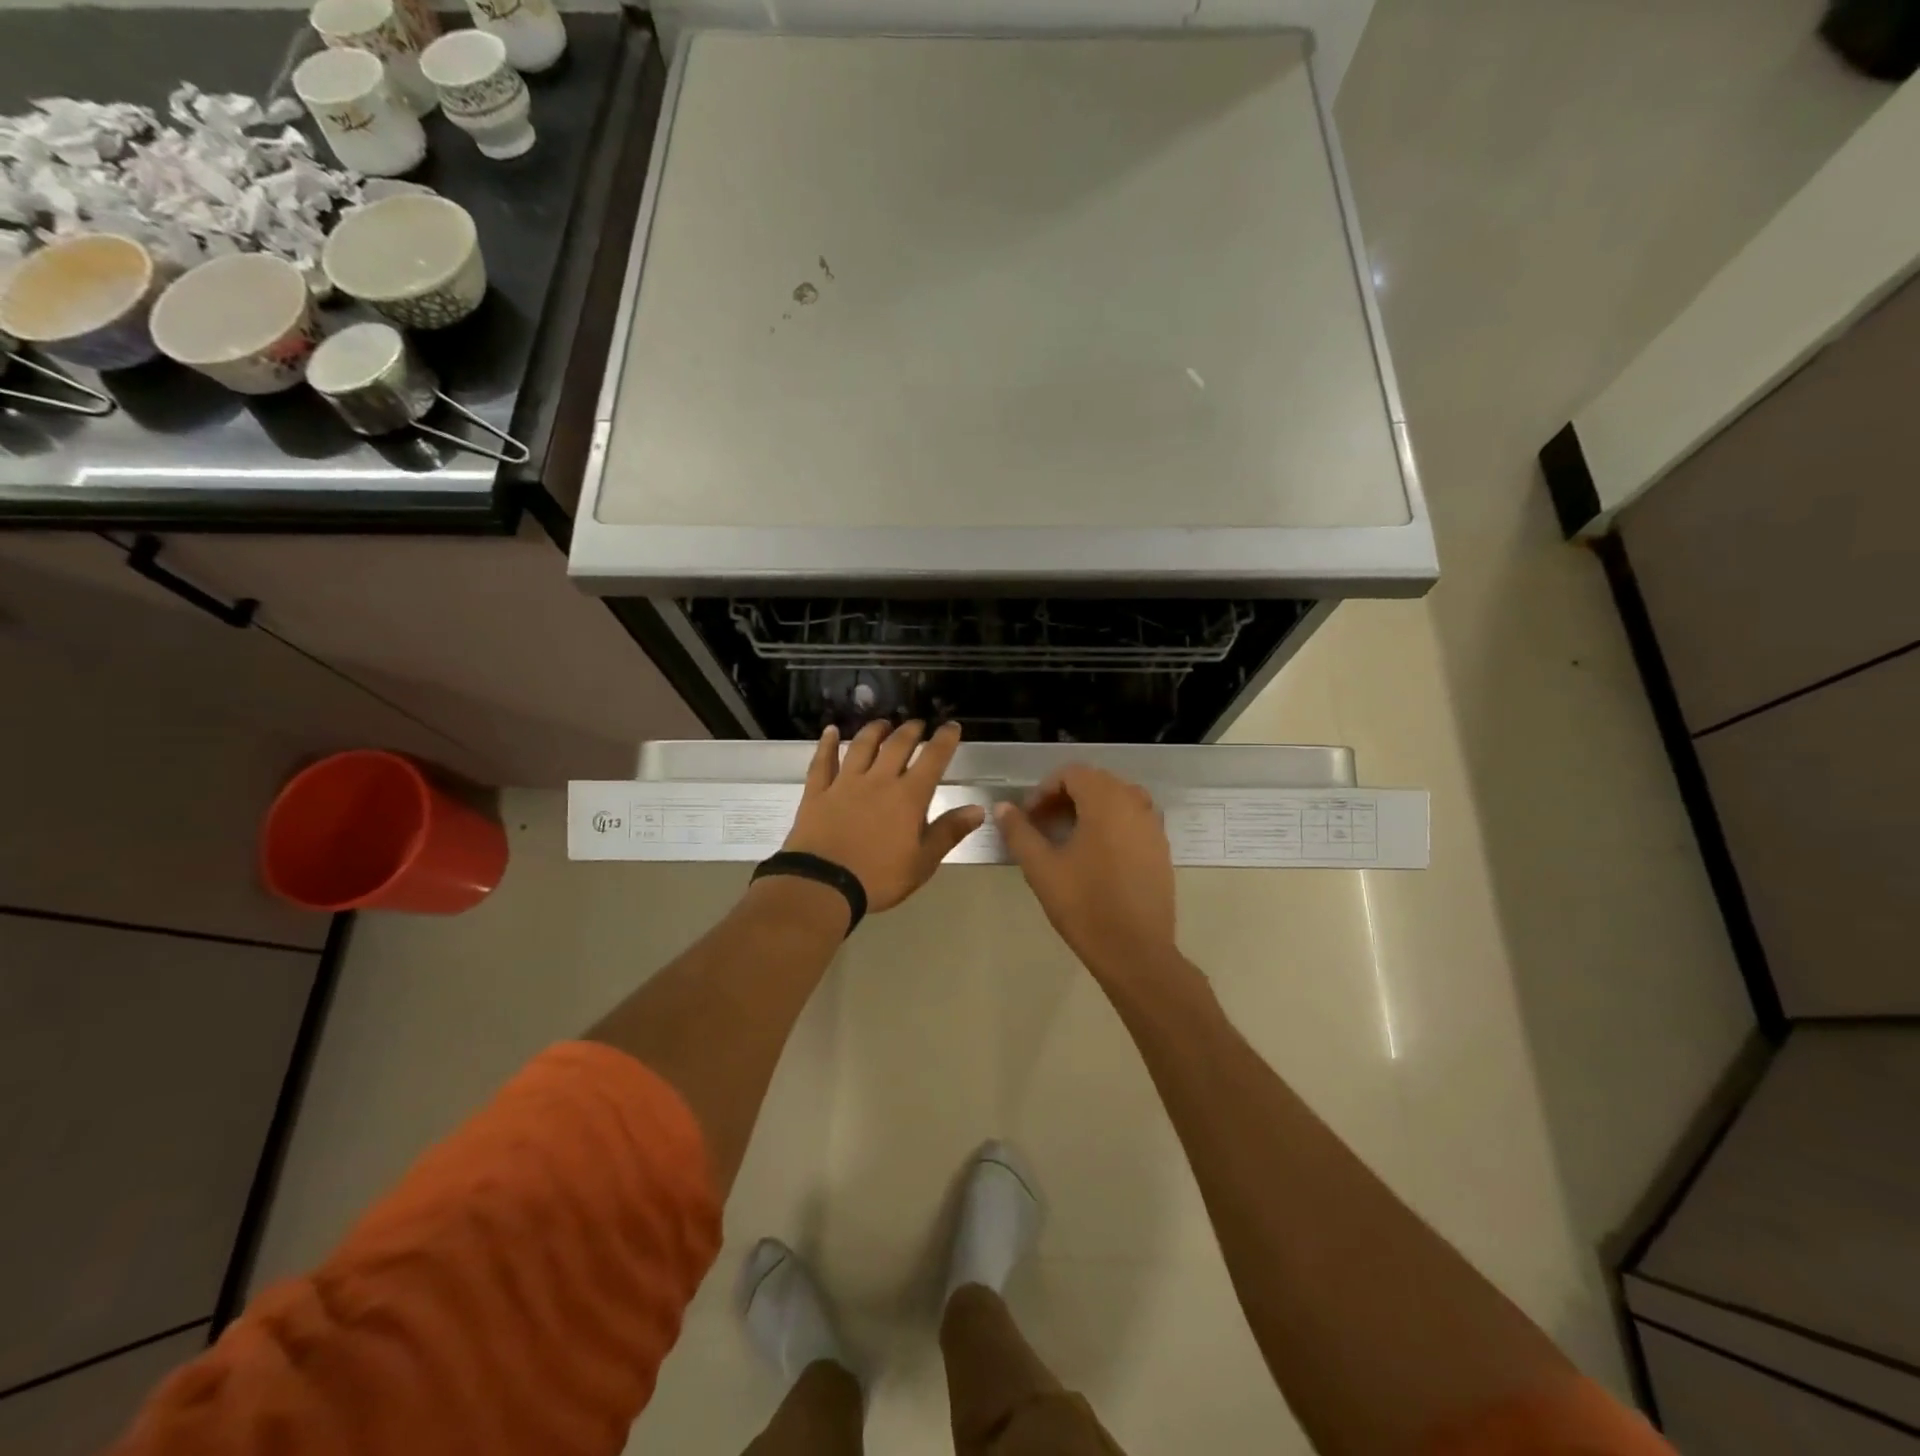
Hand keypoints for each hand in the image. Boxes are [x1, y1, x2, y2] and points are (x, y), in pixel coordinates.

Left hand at [781, 721, 983, 914]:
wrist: (823, 885)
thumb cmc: (879, 877)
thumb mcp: (923, 862)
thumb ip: (949, 832)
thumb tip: (978, 809)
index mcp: (909, 797)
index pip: (932, 759)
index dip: (944, 740)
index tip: (951, 726)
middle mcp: (878, 780)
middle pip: (897, 745)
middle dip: (910, 730)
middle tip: (917, 723)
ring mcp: (845, 784)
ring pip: (861, 746)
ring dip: (874, 731)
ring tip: (883, 723)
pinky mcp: (818, 793)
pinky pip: (822, 762)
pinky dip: (826, 744)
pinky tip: (830, 731)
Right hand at [994, 765, 1177, 978]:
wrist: (1135, 951)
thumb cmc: (1084, 905)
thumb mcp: (1042, 868)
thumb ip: (1019, 832)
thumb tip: (1003, 807)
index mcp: (1106, 802)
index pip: (1072, 773)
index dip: (1045, 789)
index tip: (1029, 817)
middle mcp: (1135, 804)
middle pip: (1096, 782)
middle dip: (1066, 796)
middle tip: (1043, 824)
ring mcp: (1153, 826)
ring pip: (1117, 799)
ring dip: (1090, 808)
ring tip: (1068, 837)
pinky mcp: (1161, 849)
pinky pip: (1134, 819)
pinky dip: (1111, 823)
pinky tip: (1096, 855)